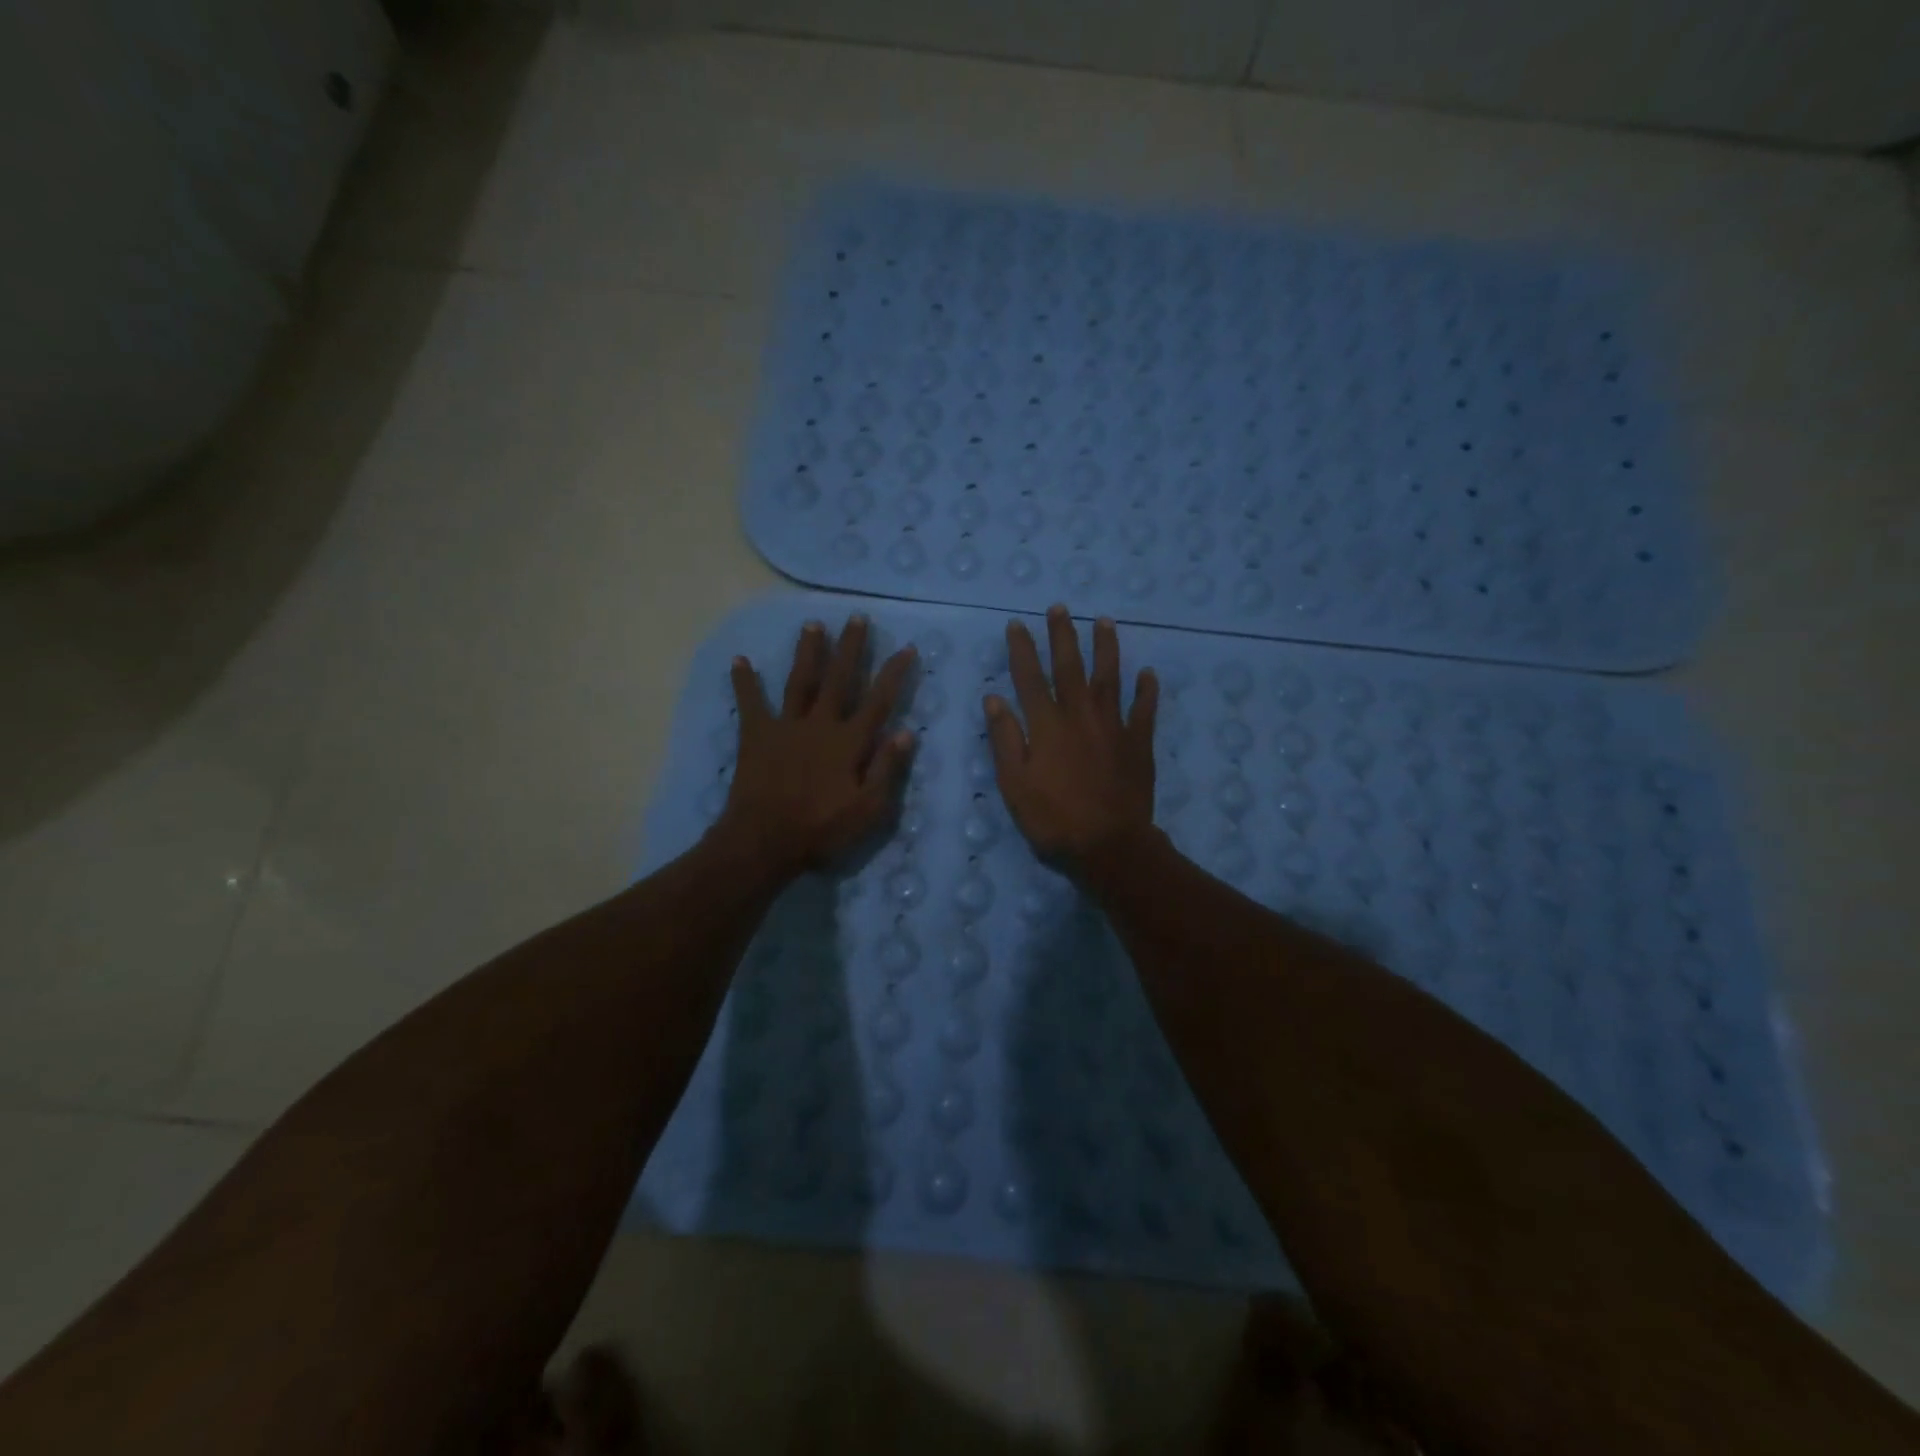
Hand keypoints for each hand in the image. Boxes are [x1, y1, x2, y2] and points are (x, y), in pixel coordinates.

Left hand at [717, 615, 915, 877]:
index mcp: (850, 742)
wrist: (764, 841)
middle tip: (857, 618)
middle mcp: (820, 724)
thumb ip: (887, 769)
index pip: (879, 701)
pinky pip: (750, 703)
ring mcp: (786, 726)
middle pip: (839, 679)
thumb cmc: (821, 829)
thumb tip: (906, 732)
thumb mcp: (868, 809)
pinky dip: (745, 681)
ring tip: (813, 624)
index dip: (894, 673)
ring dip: (807, 652)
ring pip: (800, 681)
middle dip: (850, 648)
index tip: (906, 647)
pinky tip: (740, 659)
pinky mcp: (756, 735)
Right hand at [984, 605, 1159, 880]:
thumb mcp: (1015, 785)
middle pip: (1070, 667)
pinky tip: (1148, 673)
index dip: (1022, 649)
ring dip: (1106, 648)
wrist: (1110, 846)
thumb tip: (994, 699)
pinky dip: (1147, 690)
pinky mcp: (1139, 743)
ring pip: (1110, 678)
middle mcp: (1080, 716)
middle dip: (1063, 636)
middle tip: (1060, 608)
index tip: (1017, 625)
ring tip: (1104, 622)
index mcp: (1047, 726)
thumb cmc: (1054, 819)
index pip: (1029, 678)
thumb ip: (1005, 739)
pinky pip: (1144, 710)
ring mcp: (1114, 727)